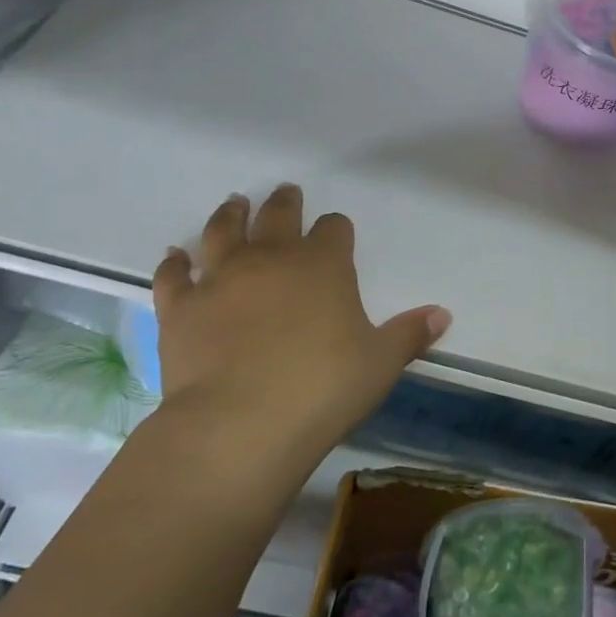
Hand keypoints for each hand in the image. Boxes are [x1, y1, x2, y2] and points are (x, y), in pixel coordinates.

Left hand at [148, 185, 449, 478]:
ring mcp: (220, 279)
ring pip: (222, 232)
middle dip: (284, 203)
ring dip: (230, 215)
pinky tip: (175, 256)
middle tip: (285, 193)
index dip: (336, 229)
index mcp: (322, 265)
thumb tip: (442, 314)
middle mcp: (270, 259)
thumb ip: (410, 334)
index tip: (336, 232)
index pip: (333, 230)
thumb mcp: (380, 363)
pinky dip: (175, 263)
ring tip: (234, 205)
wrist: (241, 423)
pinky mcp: (180, 308)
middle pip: (277, 216)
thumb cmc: (323, 388)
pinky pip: (174, 275)